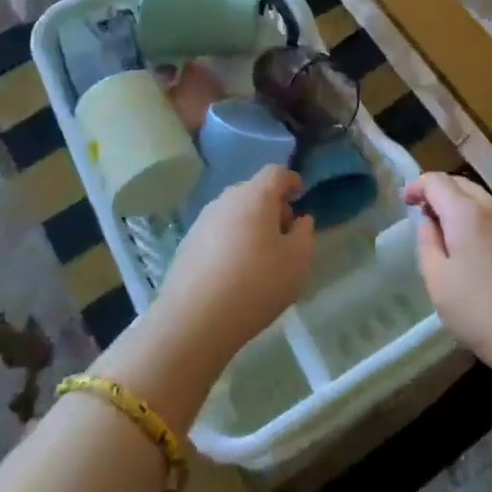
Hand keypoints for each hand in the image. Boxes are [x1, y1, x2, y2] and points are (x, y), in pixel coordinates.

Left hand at [151, 166, 315, 367]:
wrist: (194, 319)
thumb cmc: (255, 285)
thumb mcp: (296, 262)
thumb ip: (304, 234)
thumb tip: (300, 220)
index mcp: (255, 196)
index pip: (276, 172)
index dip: (291, 181)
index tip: (300, 197)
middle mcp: (226, 199)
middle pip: (254, 191)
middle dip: (272, 206)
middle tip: (283, 234)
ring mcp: (203, 219)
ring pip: (234, 211)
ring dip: (250, 223)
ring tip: (259, 256)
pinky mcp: (187, 241)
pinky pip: (217, 230)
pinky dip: (230, 239)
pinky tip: (233, 270)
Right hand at [409, 173, 491, 366]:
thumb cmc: (480, 311)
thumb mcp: (438, 281)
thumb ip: (427, 243)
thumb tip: (430, 221)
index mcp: (466, 213)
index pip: (437, 181)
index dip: (417, 186)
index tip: (405, 201)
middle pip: (464, 186)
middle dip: (441, 193)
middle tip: (427, 215)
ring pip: (486, 203)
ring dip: (465, 209)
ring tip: (454, 236)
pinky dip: (486, 226)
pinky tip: (484, 253)